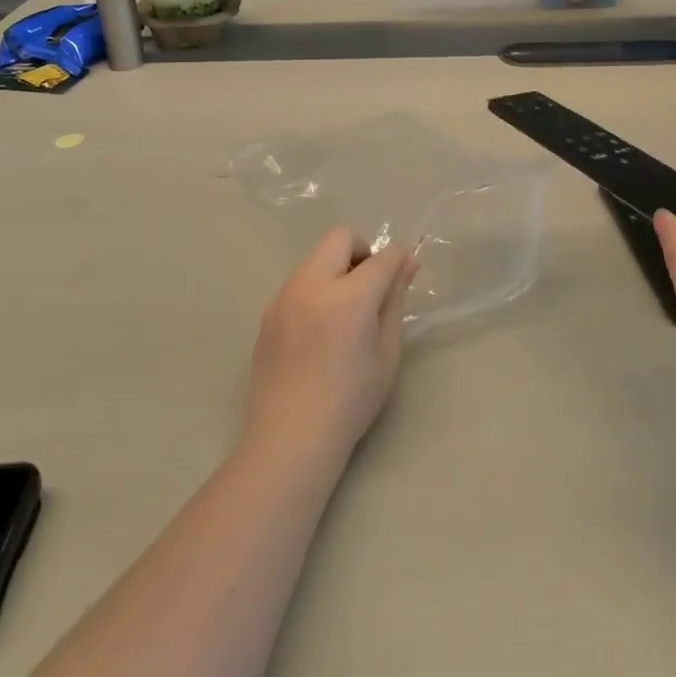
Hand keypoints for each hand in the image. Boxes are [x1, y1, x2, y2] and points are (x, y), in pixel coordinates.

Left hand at [245, 229, 417, 467]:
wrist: (291, 438)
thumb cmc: (350, 402)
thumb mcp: (386, 353)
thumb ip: (395, 301)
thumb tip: (407, 265)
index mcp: (348, 299)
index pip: (381, 258)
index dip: (399, 258)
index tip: (406, 270)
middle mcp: (312, 286)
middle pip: (340, 238)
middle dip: (362, 251)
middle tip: (371, 285)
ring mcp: (284, 297)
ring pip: (316, 258)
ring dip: (336, 268)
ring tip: (344, 311)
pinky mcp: (268, 312)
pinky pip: (298, 282)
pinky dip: (316, 288)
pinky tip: (320, 328)